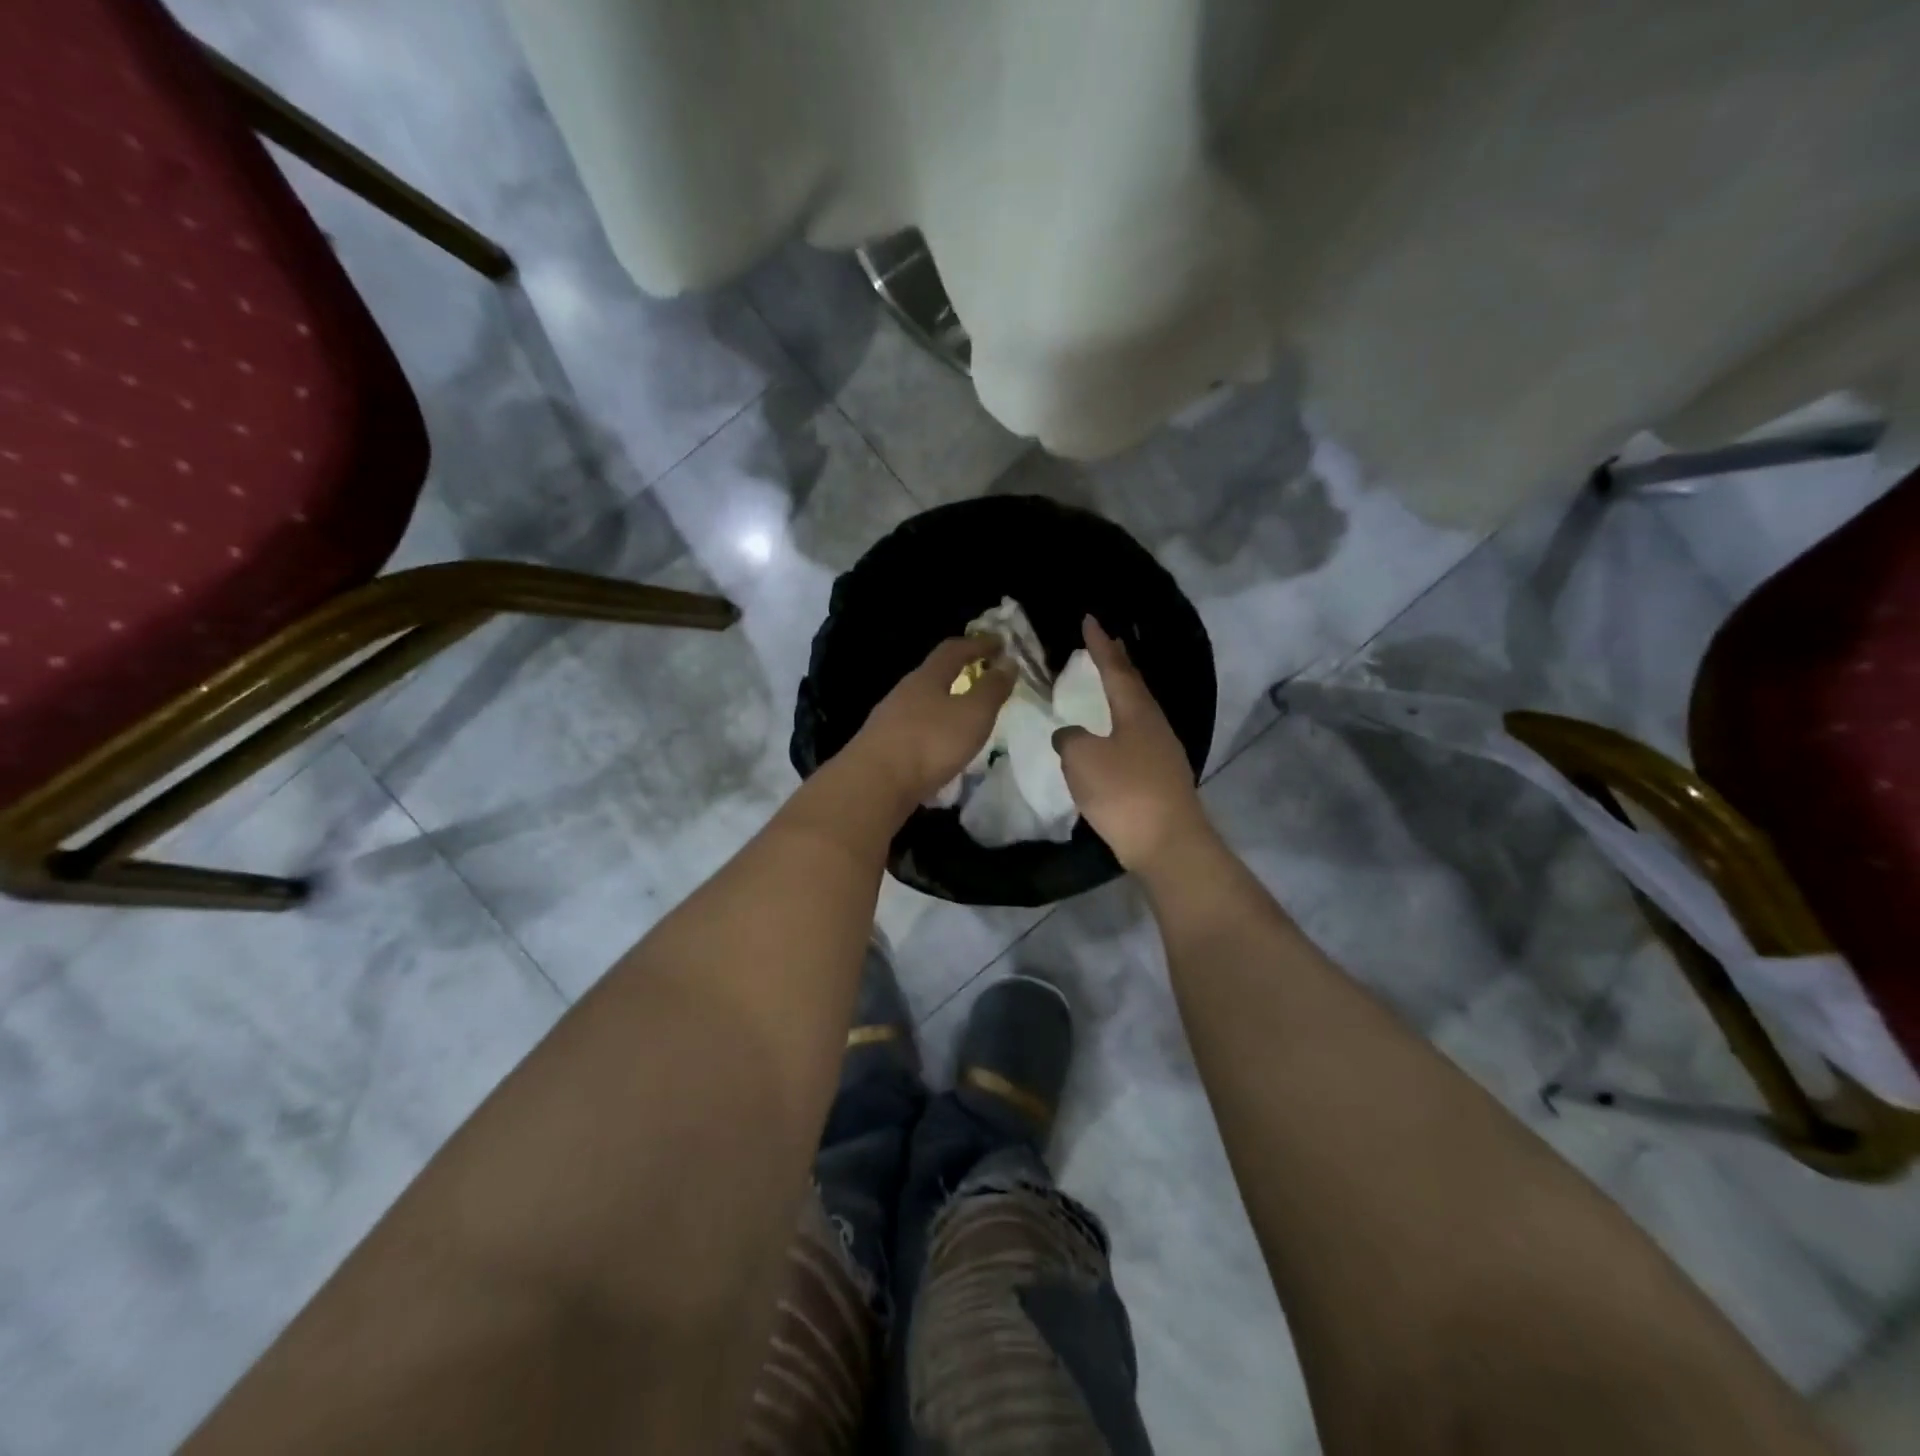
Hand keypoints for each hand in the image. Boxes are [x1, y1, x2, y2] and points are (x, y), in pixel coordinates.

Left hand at [848, 636, 1014, 809]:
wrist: (874, 784)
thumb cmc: (930, 742)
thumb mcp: (973, 714)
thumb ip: (992, 689)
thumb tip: (1008, 662)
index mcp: (926, 677)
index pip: (953, 649)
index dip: (978, 644)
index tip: (1001, 643)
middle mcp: (904, 692)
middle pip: (933, 675)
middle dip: (959, 673)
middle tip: (982, 679)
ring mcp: (888, 720)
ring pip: (922, 704)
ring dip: (945, 705)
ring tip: (965, 718)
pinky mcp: (882, 747)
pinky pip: (914, 731)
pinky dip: (933, 732)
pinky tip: (941, 749)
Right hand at [1054, 616, 1212, 872]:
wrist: (1168, 843)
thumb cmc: (1124, 793)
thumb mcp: (1083, 760)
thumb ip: (1070, 739)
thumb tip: (1069, 734)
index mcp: (1136, 711)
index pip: (1115, 668)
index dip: (1099, 644)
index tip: (1089, 619)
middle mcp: (1154, 724)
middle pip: (1134, 685)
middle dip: (1117, 662)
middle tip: (1104, 642)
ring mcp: (1162, 751)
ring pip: (1138, 711)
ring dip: (1122, 692)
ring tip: (1107, 683)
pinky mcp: (1161, 776)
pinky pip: (1137, 736)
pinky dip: (1121, 724)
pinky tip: (1112, 735)